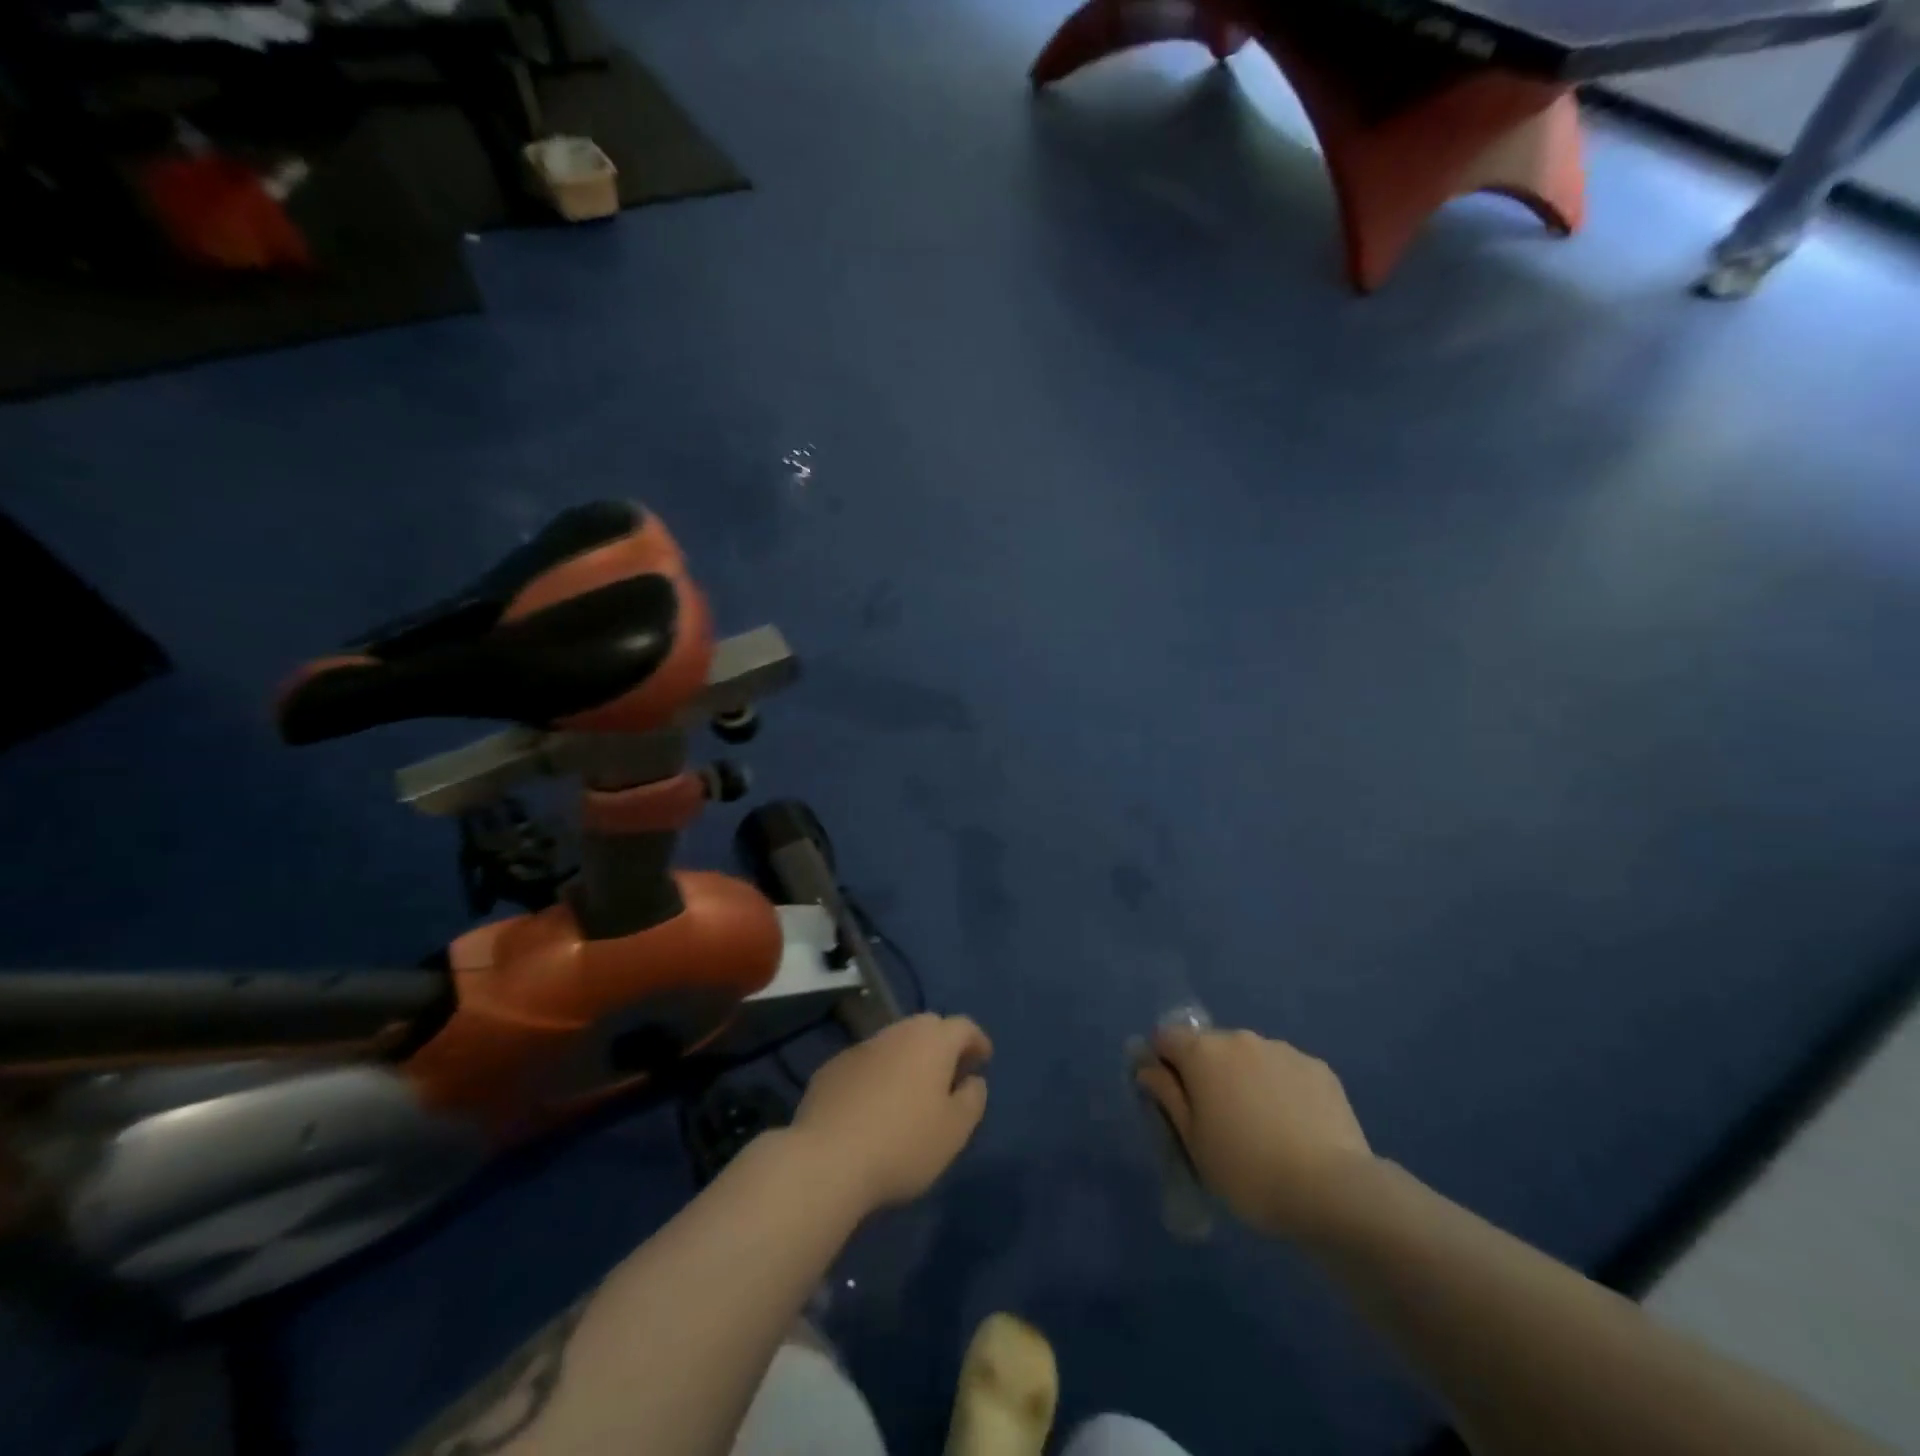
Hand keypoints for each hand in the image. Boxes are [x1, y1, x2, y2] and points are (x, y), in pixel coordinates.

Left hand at [792, 1013, 991, 1212]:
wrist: (827, 1159)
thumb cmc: (903, 1144)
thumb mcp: (955, 1131)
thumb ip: (972, 1099)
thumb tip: (973, 1080)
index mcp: (932, 1041)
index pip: (963, 1026)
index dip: (976, 1041)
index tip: (983, 1060)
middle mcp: (897, 1033)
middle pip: (927, 1027)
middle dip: (943, 1045)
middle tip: (950, 1074)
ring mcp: (861, 1047)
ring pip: (894, 1042)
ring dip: (908, 1058)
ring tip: (912, 1091)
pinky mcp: (832, 1067)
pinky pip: (866, 1063)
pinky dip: (878, 1074)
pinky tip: (874, 1104)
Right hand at [1137, 1028, 1371, 1237]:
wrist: (1333, 1192)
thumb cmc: (1247, 1170)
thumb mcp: (1193, 1141)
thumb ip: (1167, 1095)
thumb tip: (1148, 1067)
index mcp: (1203, 1052)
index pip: (1166, 1037)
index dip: (1162, 1063)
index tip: (1172, 1098)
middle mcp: (1240, 1038)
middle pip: (1210, 1046)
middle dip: (1207, 1072)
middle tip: (1219, 1120)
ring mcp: (1283, 1050)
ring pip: (1250, 1057)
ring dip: (1245, 1079)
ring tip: (1263, 1128)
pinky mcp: (1318, 1068)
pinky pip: (1285, 1071)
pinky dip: (1281, 1089)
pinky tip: (1295, 1128)